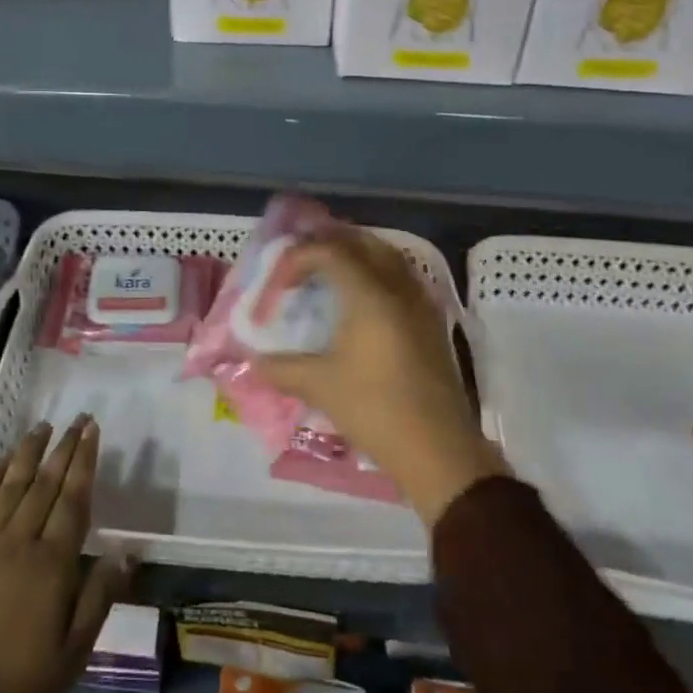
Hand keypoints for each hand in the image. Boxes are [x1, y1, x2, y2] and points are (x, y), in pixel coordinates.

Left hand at [0, 416, 126, 692]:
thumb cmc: (14, 689)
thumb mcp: (70, 658)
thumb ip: (98, 600)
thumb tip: (124, 553)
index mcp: (52, 565)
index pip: (73, 499)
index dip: (84, 461)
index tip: (93, 430)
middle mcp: (19, 541)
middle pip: (45, 483)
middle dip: (64, 447)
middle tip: (78, 419)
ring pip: (11, 485)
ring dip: (28, 452)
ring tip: (42, 427)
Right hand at [252, 227, 507, 524]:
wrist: (439, 451)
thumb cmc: (375, 409)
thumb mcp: (320, 386)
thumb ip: (282, 367)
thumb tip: (253, 362)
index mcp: (369, 294)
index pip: (329, 251)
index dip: (297, 258)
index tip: (279, 285)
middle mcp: (397, 288)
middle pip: (363, 242)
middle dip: (329, 243)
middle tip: (302, 261)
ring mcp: (421, 304)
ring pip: (388, 257)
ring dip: (357, 255)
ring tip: (329, 274)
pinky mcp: (433, 324)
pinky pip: (402, 279)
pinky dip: (377, 275)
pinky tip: (362, 302)